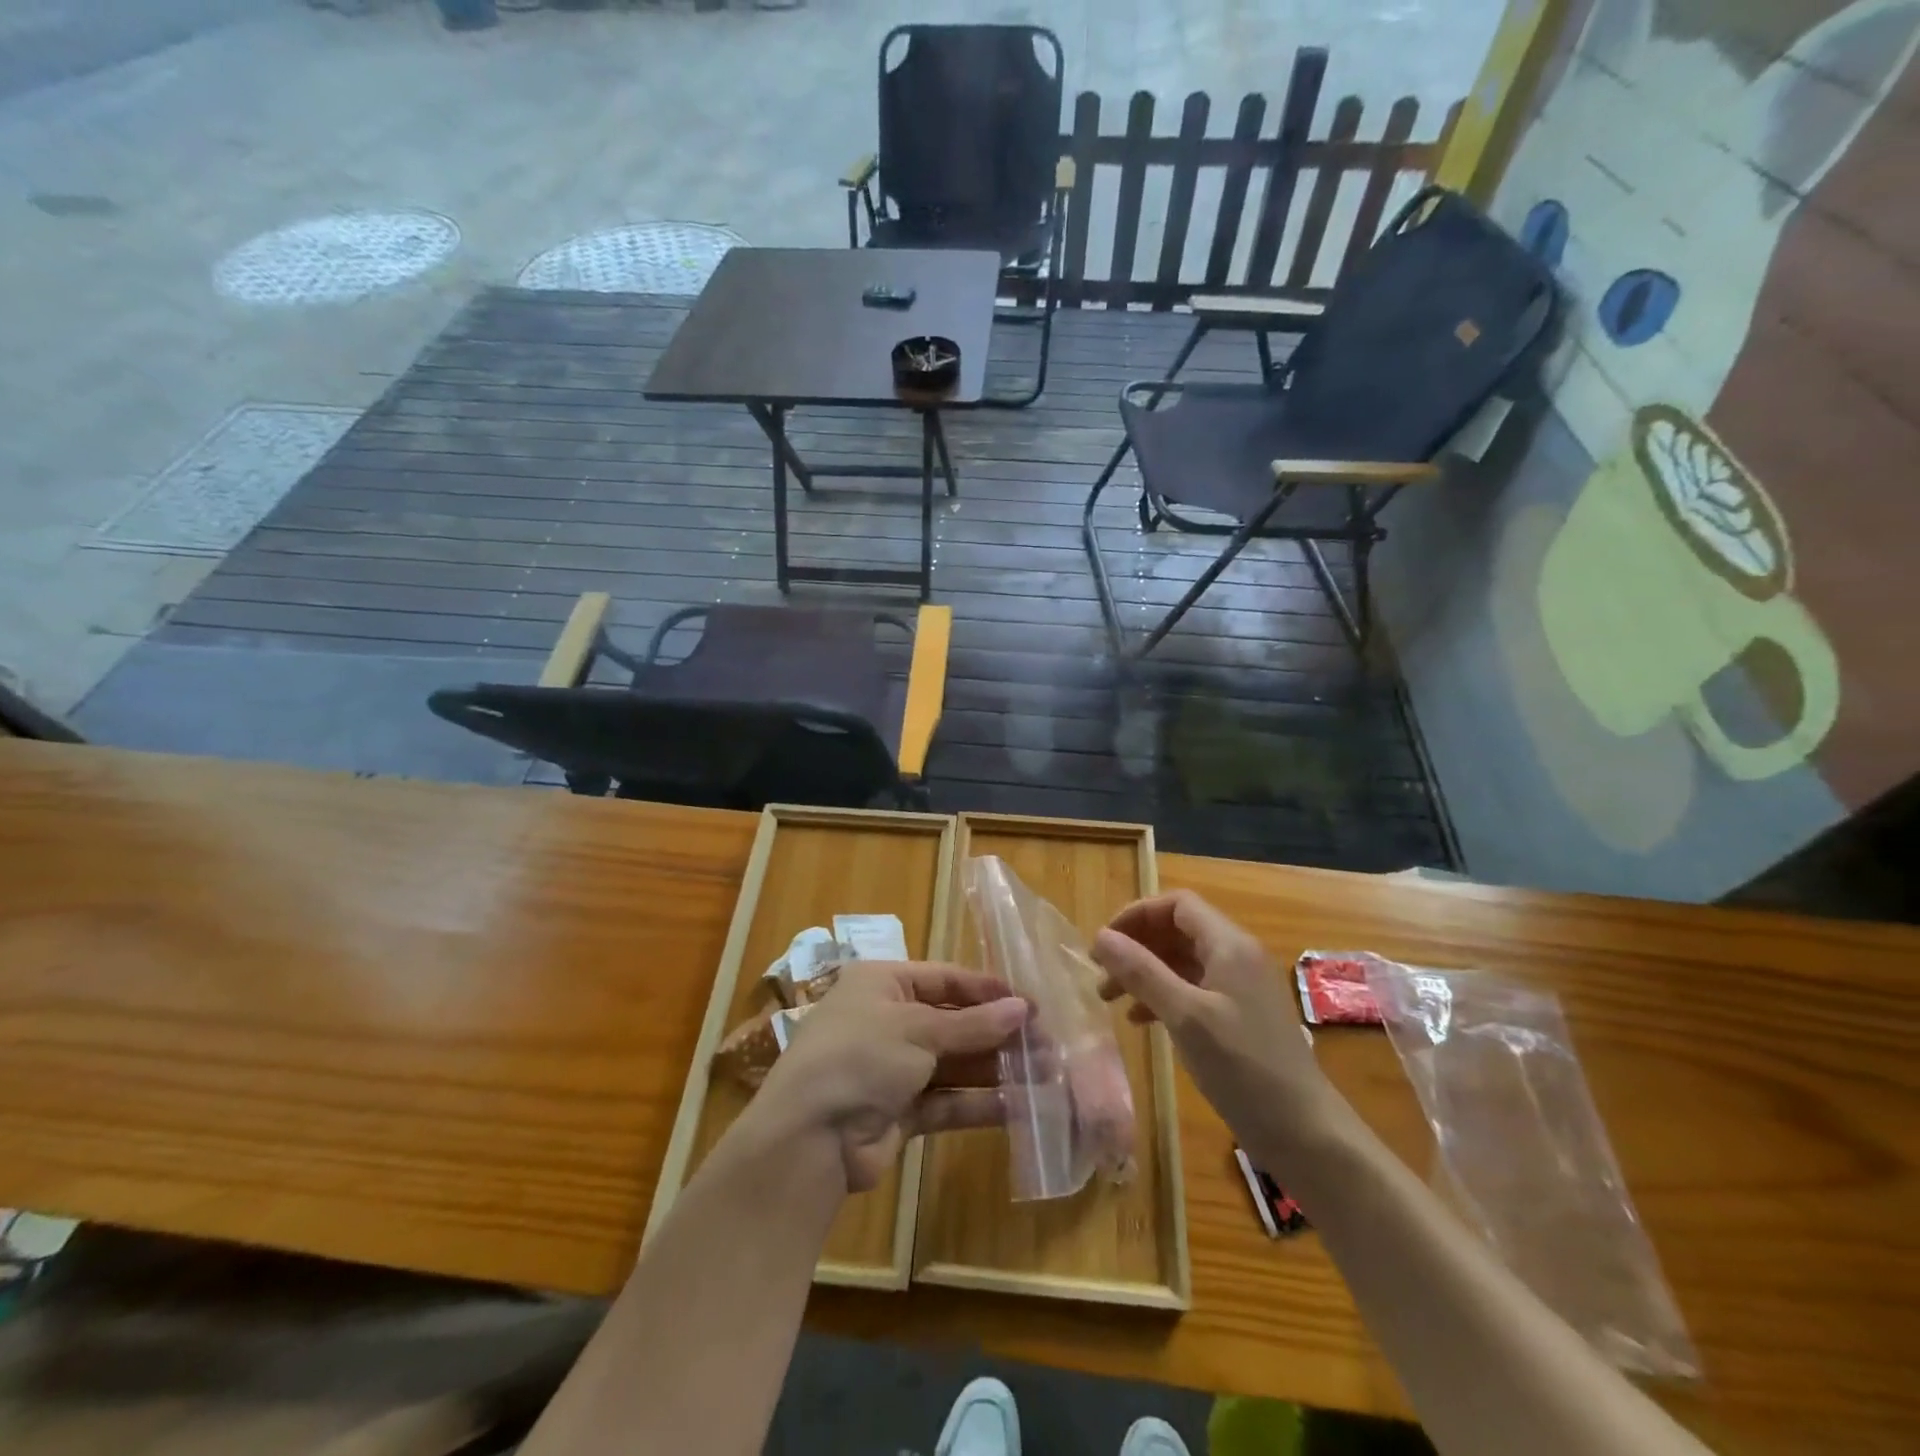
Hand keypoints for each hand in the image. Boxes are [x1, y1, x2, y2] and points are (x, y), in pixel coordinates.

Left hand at [751, 961, 1027, 1193]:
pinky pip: (947, 1101)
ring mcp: (894, 1068)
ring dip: (995, 1068)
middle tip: (1048, 1042)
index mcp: (883, 984)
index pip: (945, 978)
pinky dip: (978, 1103)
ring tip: (1046, 1073)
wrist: (809, 1139)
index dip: (987, 990)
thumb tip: (1023, 1008)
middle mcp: (888, 1021)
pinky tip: (1019, 1105)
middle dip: (997, 1033)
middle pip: (953, 1022)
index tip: (1031, 1002)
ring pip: (954, 1064)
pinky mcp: (900, 1112)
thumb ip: (972, 1024)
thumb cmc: (861, 1057)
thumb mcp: (917, 1030)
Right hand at [1091, 891, 1343, 1155]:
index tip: (1104, 942)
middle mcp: (1237, 956)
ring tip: (1110, 999)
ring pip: (1182, 962)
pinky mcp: (1240, 1017)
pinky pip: (1193, 990)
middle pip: (1178, 931)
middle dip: (1136, 945)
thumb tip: (1101, 937)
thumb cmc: (1243, 1067)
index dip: (1137, 914)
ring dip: (1145, 973)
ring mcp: (1241, 988)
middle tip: (1100, 972)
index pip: (1177, 904)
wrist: (1306, 1134)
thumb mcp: (1185, 1016)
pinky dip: (1163, 997)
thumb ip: (1142, 972)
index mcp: (1229, 944)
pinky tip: (1141, 1022)